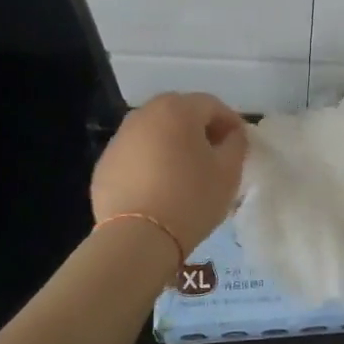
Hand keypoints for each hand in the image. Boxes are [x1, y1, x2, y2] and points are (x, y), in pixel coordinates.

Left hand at [91, 92, 246, 253]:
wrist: (138, 238)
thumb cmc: (191, 199)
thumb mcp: (228, 171)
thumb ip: (236, 144)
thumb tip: (231, 134)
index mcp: (178, 110)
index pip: (212, 105)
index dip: (230, 122)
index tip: (239, 144)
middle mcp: (144, 115)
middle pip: (179, 113)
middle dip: (199, 129)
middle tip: (213, 155)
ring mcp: (120, 139)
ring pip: (155, 132)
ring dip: (172, 143)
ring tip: (184, 172)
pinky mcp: (105, 164)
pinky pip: (135, 154)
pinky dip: (149, 162)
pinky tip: (158, 188)